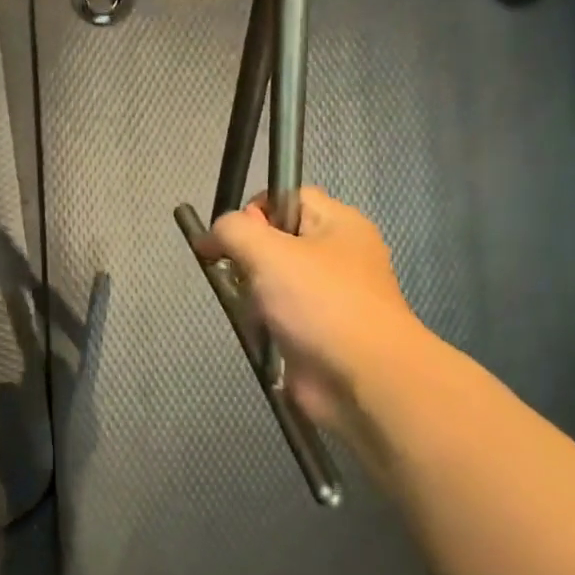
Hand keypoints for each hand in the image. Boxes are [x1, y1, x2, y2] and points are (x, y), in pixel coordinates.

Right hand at [201, 187, 427, 429]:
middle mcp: (337, 254)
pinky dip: (263, 321)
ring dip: (252, 293)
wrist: (362, 379)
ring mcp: (329, 295)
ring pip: (272, 279)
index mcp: (338, 223)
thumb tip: (211, 236)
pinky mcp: (317, 330)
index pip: (286, 196)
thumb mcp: (268, 251)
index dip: (253, 210)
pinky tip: (262, 331)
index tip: (231, 238)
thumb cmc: (319, 304)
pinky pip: (278, 314)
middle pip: (276, 239)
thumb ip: (232, 231)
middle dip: (248, 257)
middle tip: (241, 275)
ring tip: (253, 309)